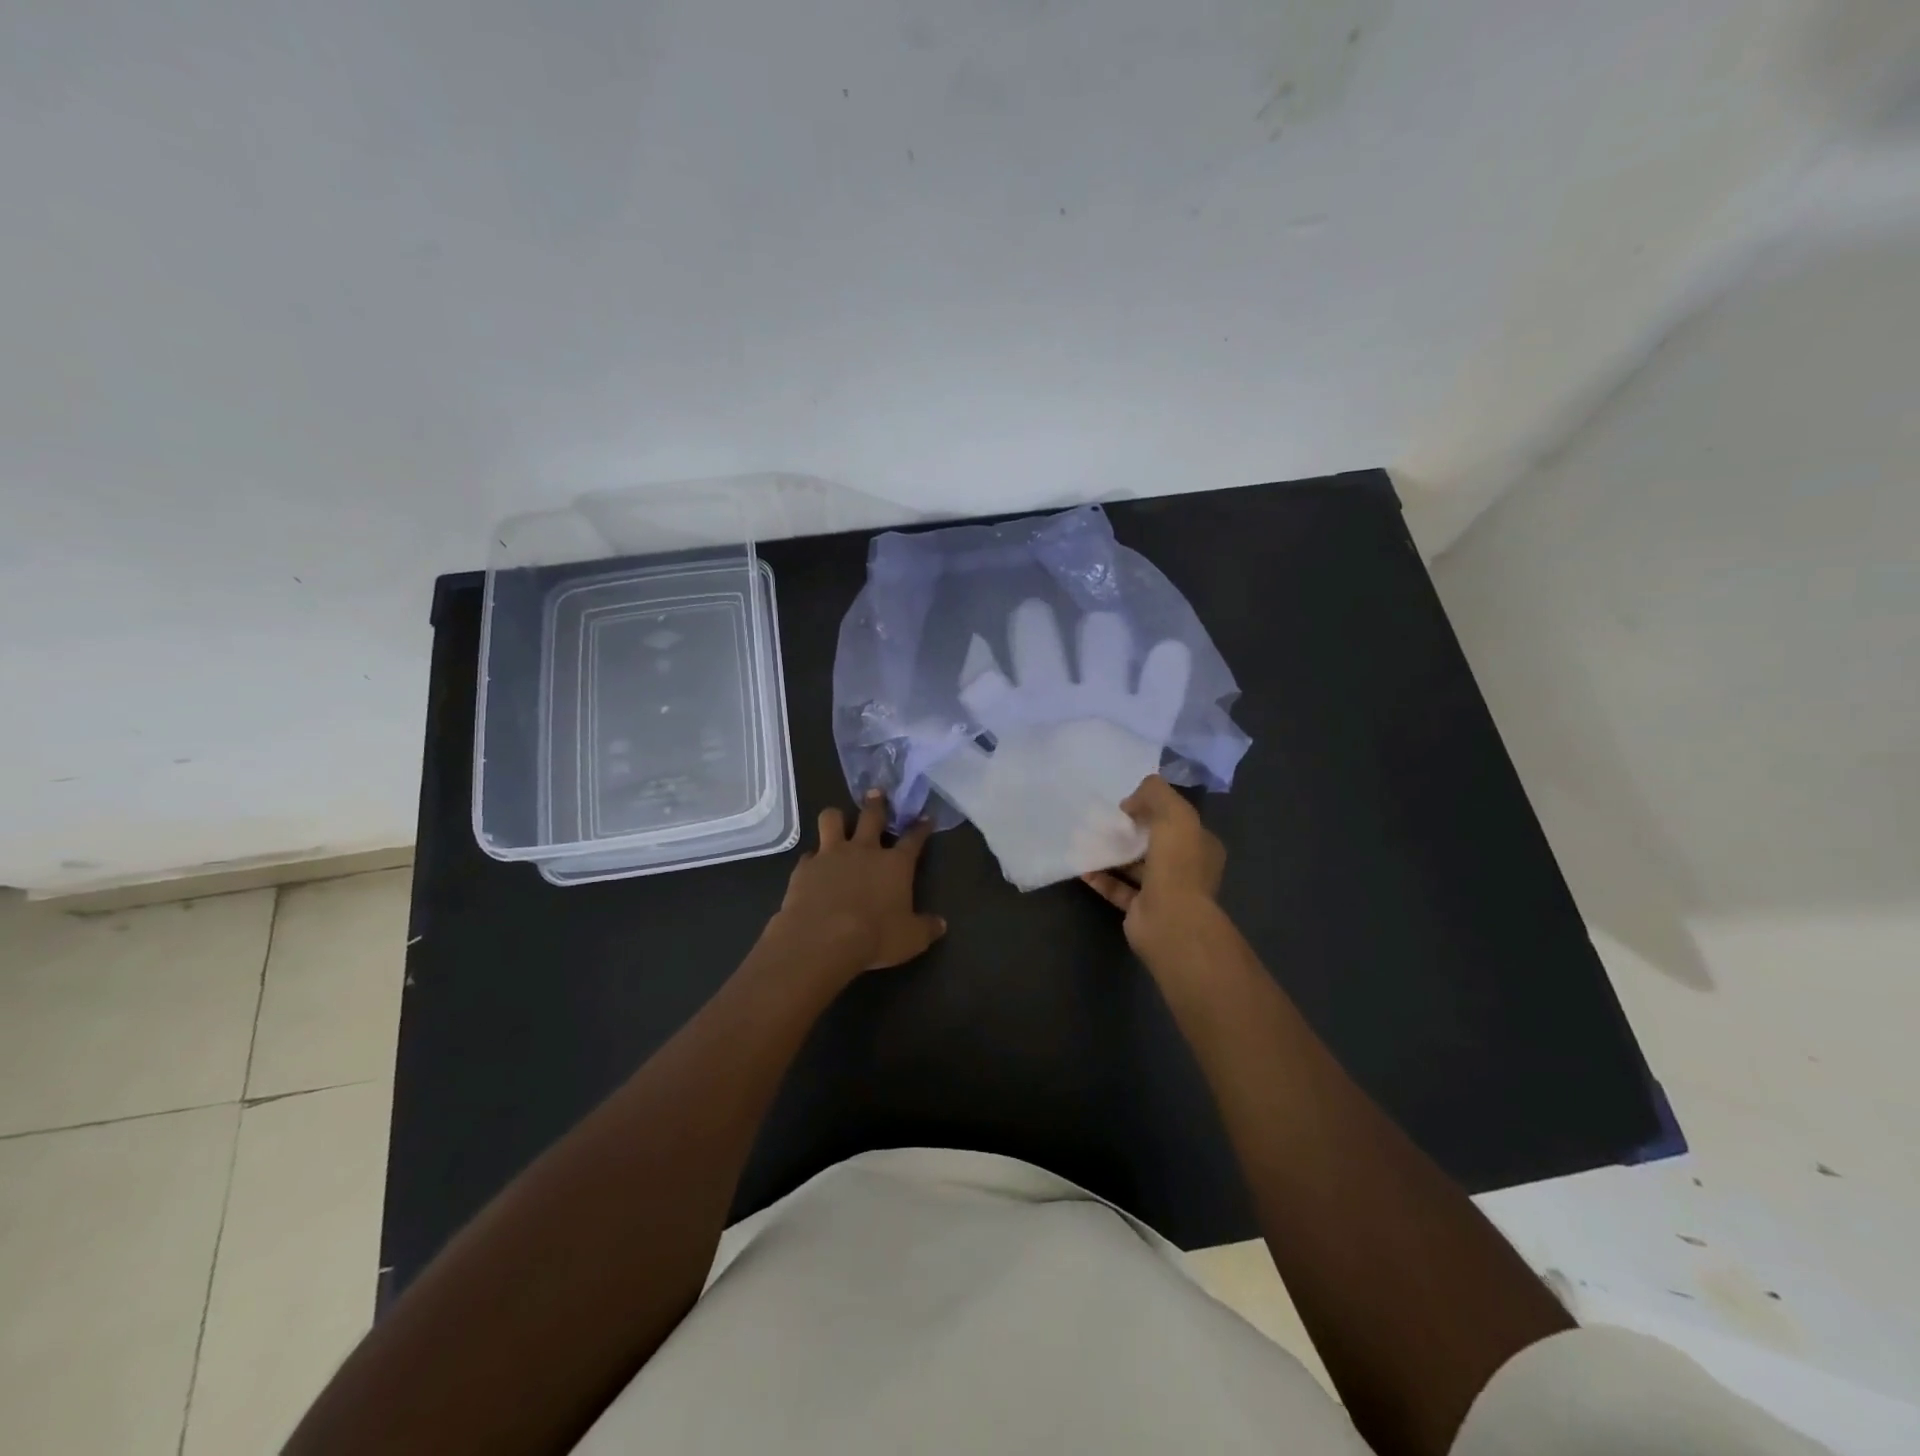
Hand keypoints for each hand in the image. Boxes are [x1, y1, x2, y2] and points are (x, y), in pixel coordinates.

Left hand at [771, 790, 946, 979]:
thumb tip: (941, 924)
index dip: (921, 828)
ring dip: (837, 818)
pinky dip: (813, 859)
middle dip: (877, 803)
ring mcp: (831, 854)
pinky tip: (813, 867)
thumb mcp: (911, 939)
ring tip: (838, 820)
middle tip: (877, 793)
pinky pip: (808, 854)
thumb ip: (926, 928)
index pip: (913, 839)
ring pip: (832, 819)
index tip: (925, 818)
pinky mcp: (805, 867)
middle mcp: (864, 850)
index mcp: (895, 864)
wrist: (821, 939)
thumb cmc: (874, 938)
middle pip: (872, 816)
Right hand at [1080, 775, 1224, 954]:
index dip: (1155, 809)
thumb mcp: (1174, 813)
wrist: (1170, 920)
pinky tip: (1083, 868)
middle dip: (1132, 832)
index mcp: (1201, 846)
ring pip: (1136, 868)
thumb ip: (1155, 794)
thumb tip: (1132, 800)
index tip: (1128, 803)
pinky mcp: (1142, 910)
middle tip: (1105, 820)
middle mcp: (1187, 869)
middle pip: (1156, 844)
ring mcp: (1165, 892)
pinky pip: (1119, 890)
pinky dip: (1102, 879)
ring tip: (1089, 840)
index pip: (1179, 821)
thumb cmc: (1178, 864)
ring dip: (1114, 855)